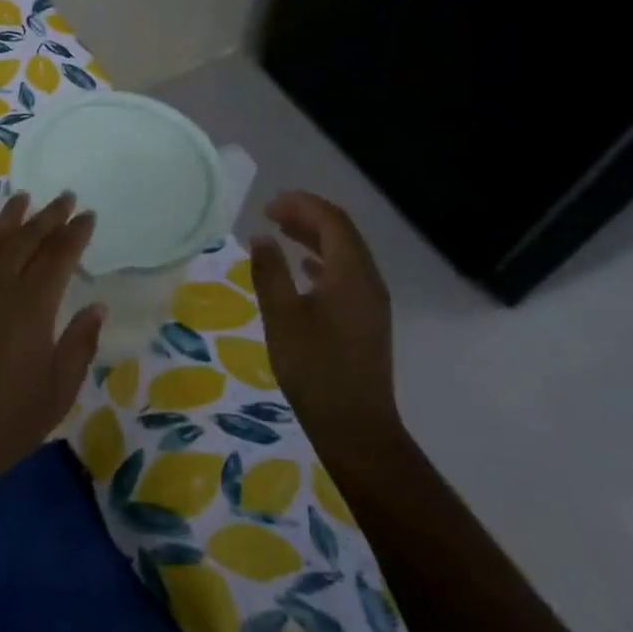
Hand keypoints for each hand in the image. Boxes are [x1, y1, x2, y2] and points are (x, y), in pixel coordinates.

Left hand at [0, 192, 102, 505]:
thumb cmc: (7, 422)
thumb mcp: (58, 390)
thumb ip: (79, 343)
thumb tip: (97, 305)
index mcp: (32, 306)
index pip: (58, 256)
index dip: (74, 233)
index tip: (87, 214)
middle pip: (25, 240)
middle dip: (48, 216)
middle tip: (65, 197)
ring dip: (10, 218)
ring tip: (24, 199)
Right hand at [249, 191, 400, 458]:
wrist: (354, 426)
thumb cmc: (314, 368)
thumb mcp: (281, 317)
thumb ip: (270, 273)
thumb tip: (261, 237)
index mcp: (351, 275)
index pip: (332, 222)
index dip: (301, 206)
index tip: (267, 205)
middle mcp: (368, 282)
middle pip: (342, 233)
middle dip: (307, 216)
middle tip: (270, 213)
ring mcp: (371, 302)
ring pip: (345, 253)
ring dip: (314, 237)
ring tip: (280, 232)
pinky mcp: (366, 319)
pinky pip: (346, 274)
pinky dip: (322, 260)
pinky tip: (303, 268)